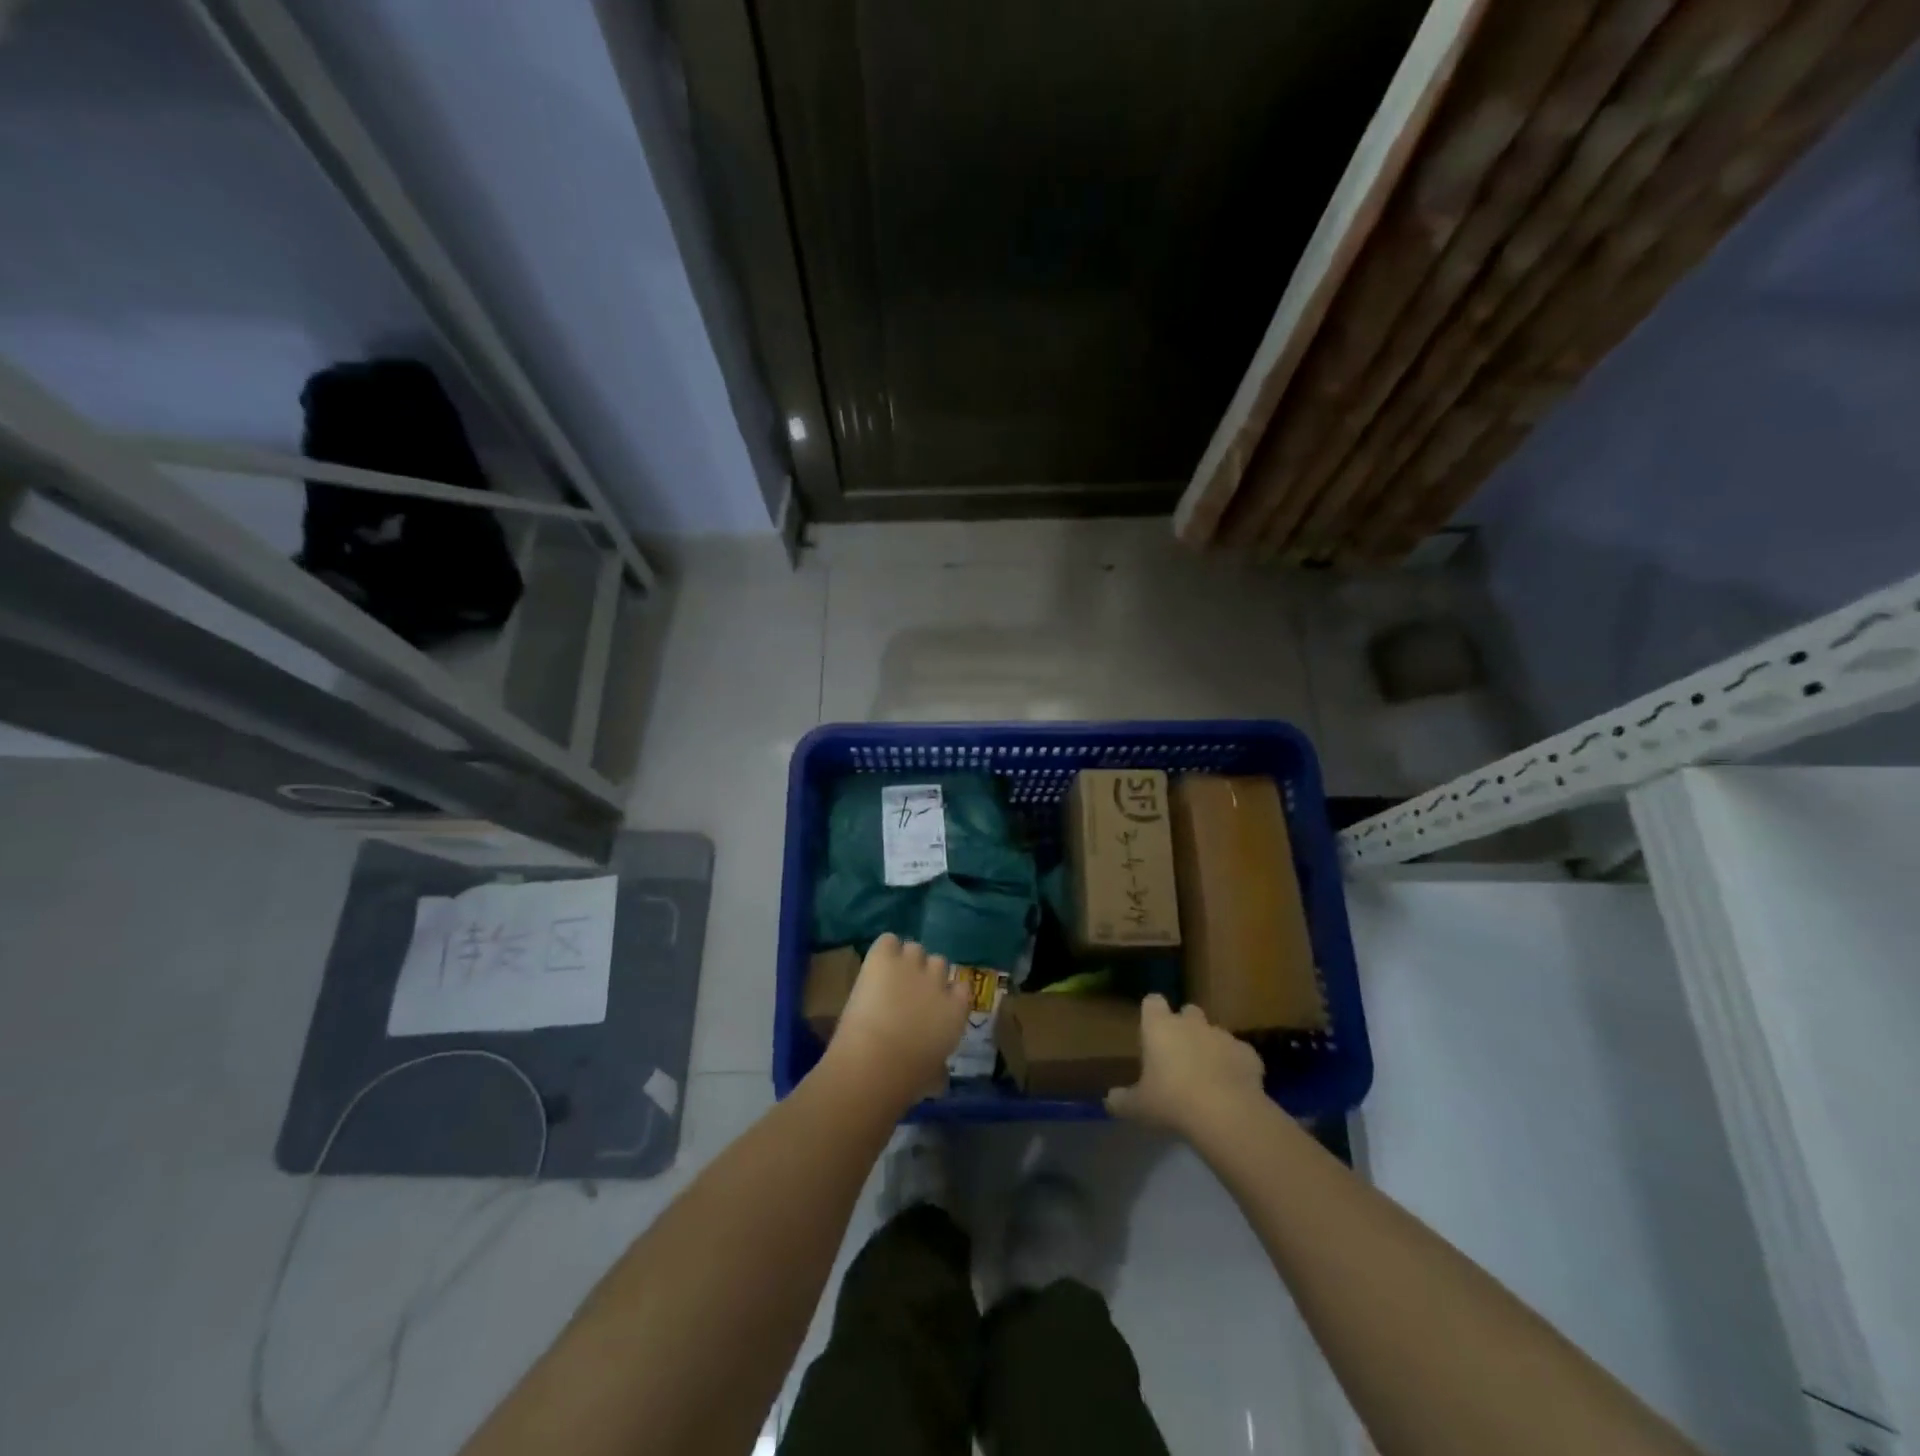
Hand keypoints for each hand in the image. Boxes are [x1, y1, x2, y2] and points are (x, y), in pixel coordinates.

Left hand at [825, 934, 972, 1107]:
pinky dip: (883, 950)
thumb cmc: (908, 1079)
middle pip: (939, 963)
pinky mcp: (885, 957)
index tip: (933, 1004)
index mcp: (957, 1010)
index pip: (962, 987)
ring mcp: (912, 964)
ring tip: (888, 978)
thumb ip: (939, 1065)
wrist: (876, 1061)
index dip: (947, 992)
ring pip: (914, 949)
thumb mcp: (933, 1076)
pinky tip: (876, 965)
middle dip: (925, 974)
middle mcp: (940, 980)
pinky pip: (888, 940)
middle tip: (907, 992)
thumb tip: (938, 1075)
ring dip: (904, 961)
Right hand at [1106, 994, 1266, 1138]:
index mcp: (1159, 1027)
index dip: (1152, 1014)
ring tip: (1209, 1077)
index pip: (1152, 1002)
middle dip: (1186, 1027)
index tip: (1152, 1031)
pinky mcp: (1248, 1053)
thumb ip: (1122, 1100)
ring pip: (1215, 1033)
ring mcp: (1222, 1035)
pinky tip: (1234, 1088)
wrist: (1225, 1113)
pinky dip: (1236, 1066)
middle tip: (1181, 1056)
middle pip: (1188, 1012)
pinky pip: (1239, 1054)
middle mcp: (1191, 1023)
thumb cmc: (1171, 1102)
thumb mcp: (1138, 1107)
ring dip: (1211, 1048)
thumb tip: (1109, 1100)